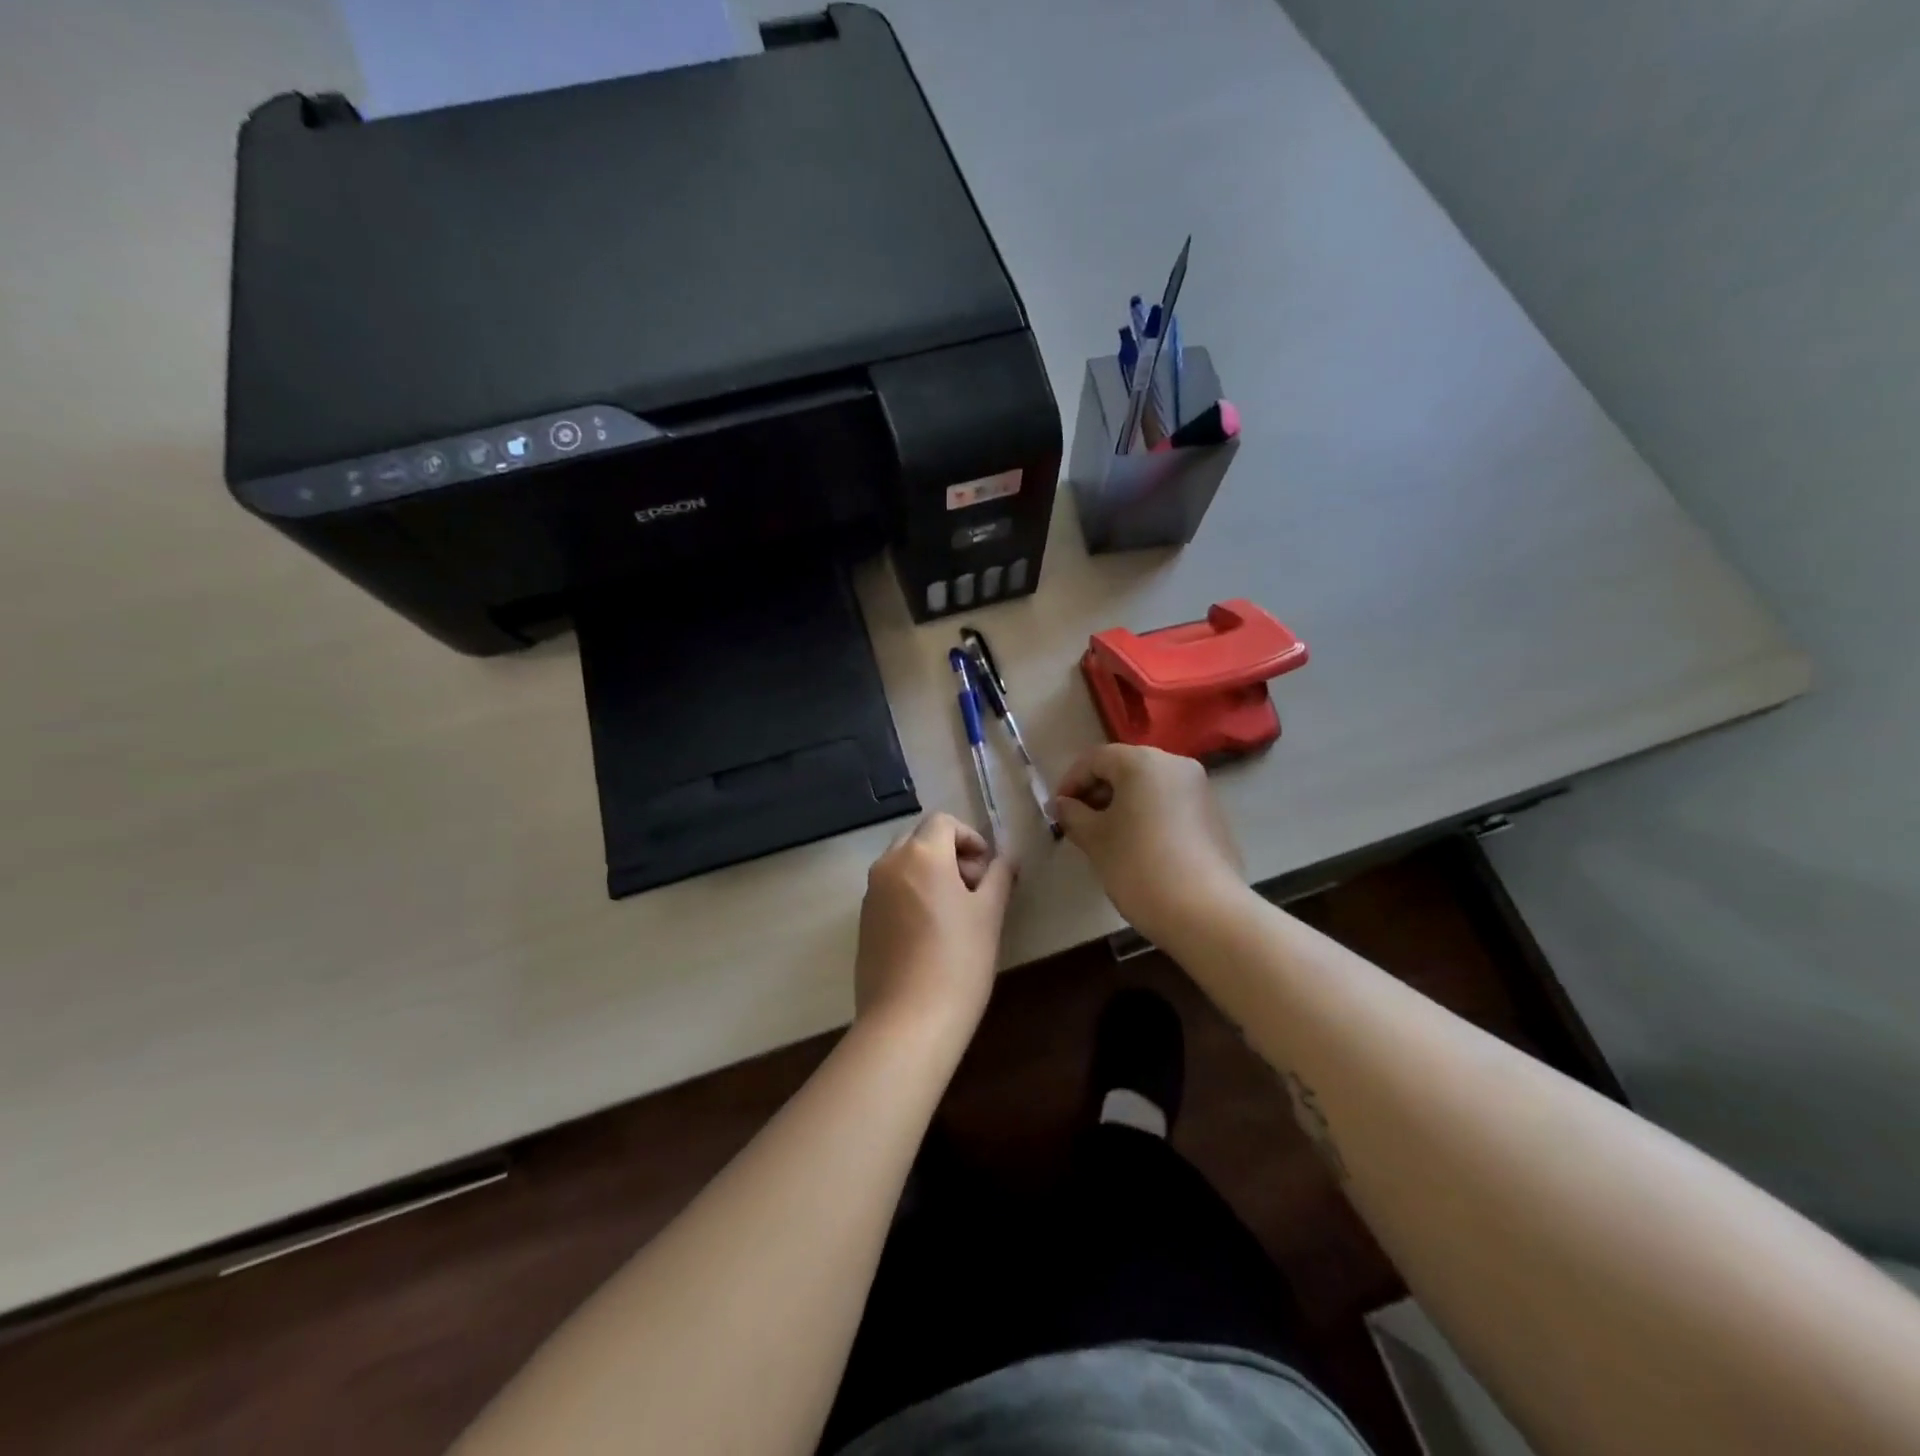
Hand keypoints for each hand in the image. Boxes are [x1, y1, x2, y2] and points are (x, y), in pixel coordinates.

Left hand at [855, 813, 1014, 1041]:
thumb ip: (999, 876)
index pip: (944, 822)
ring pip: (902, 864)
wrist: (907, 1021)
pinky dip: (912, 893)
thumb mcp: (989, 914)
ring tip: (956, 911)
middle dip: (949, 852)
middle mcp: (888, 865)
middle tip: (974, 887)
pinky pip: (890, 890)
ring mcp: (870, 893)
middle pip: (919, 838)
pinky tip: (931, 931)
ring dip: (930, 872)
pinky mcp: (863, 921)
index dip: (970, 837)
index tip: (988, 868)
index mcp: (920, 855)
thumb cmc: (958, 961)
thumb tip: (1007, 856)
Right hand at [1052, 745, 1247, 944]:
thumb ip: (1073, 814)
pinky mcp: (1213, 814)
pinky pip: (1169, 803)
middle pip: (1125, 768)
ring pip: (1148, 786)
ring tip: (1106, 837)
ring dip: (1122, 804)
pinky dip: (1147, 814)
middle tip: (1078, 824)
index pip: (1095, 759)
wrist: (1205, 912)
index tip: (1057, 812)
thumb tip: (1063, 805)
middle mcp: (1175, 764)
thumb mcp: (1095, 839)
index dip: (1070, 782)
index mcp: (1142, 761)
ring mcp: (1199, 788)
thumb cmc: (1139, 866)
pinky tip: (1138, 845)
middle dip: (1097, 792)